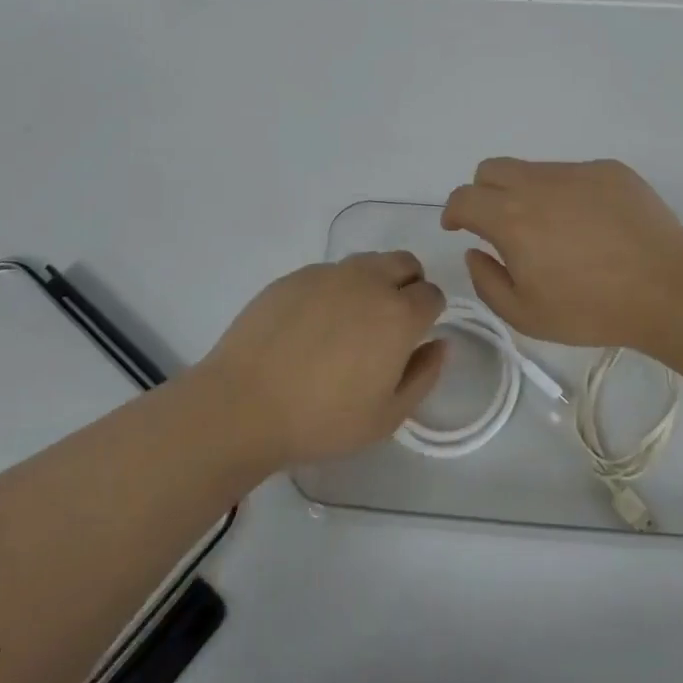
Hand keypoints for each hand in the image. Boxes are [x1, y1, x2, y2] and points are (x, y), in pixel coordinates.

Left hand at [196, 252, 446, 466]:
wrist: (243, 404)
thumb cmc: (322, 420)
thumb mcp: (387, 416)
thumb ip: (424, 375)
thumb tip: (439, 344)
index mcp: (399, 314)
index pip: (432, 294)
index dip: (429, 314)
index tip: (413, 337)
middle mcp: (369, 282)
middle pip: (405, 263)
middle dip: (408, 285)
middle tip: (389, 323)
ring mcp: (329, 274)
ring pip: (367, 263)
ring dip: (373, 283)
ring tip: (349, 323)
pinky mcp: (295, 276)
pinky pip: (329, 273)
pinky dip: (334, 290)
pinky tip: (311, 326)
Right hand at [442, 157, 682, 354]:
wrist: (667, 289)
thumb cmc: (592, 309)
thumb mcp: (526, 315)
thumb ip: (487, 281)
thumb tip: (476, 252)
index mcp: (511, 218)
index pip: (464, 197)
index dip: (453, 211)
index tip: (458, 227)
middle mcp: (539, 184)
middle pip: (491, 169)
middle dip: (484, 193)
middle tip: (500, 225)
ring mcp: (577, 172)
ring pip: (534, 170)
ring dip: (528, 194)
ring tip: (556, 231)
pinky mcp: (610, 170)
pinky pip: (573, 174)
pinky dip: (568, 194)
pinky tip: (592, 226)